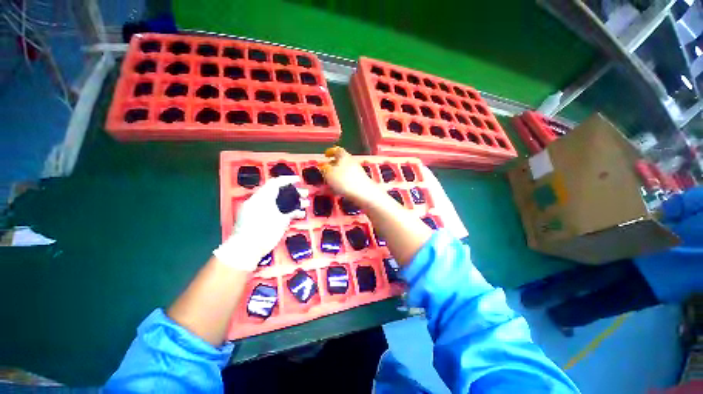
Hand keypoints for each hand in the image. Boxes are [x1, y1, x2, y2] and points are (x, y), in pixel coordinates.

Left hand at [214, 175, 308, 270]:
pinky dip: (295, 213)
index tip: (298, 179)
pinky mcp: (277, 222)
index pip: (275, 184)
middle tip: (306, 192)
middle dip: (295, 192)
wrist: (249, 247)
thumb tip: (278, 187)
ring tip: (307, 203)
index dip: (287, 180)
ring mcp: (272, 213)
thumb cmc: (255, 226)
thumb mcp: (262, 206)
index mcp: (261, 197)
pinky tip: (302, 214)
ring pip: (286, 204)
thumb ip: (271, 196)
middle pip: (283, 193)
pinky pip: (287, 214)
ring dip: (297, 203)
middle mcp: (267, 203)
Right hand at [320, 147, 380, 205]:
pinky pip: (349, 177)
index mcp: (344, 156)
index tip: (326, 155)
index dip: (331, 151)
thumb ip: (325, 168)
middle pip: (342, 160)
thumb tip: (324, 166)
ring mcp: (358, 170)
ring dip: (338, 172)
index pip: (337, 150)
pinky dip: (343, 179)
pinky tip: (339, 187)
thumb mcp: (329, 173)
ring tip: (331, 180)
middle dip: (334, 164)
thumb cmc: (344, 180)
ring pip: (345, 169)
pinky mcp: (361, 180)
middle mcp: (352, 161)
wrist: (363, 192)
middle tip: (327, 169)